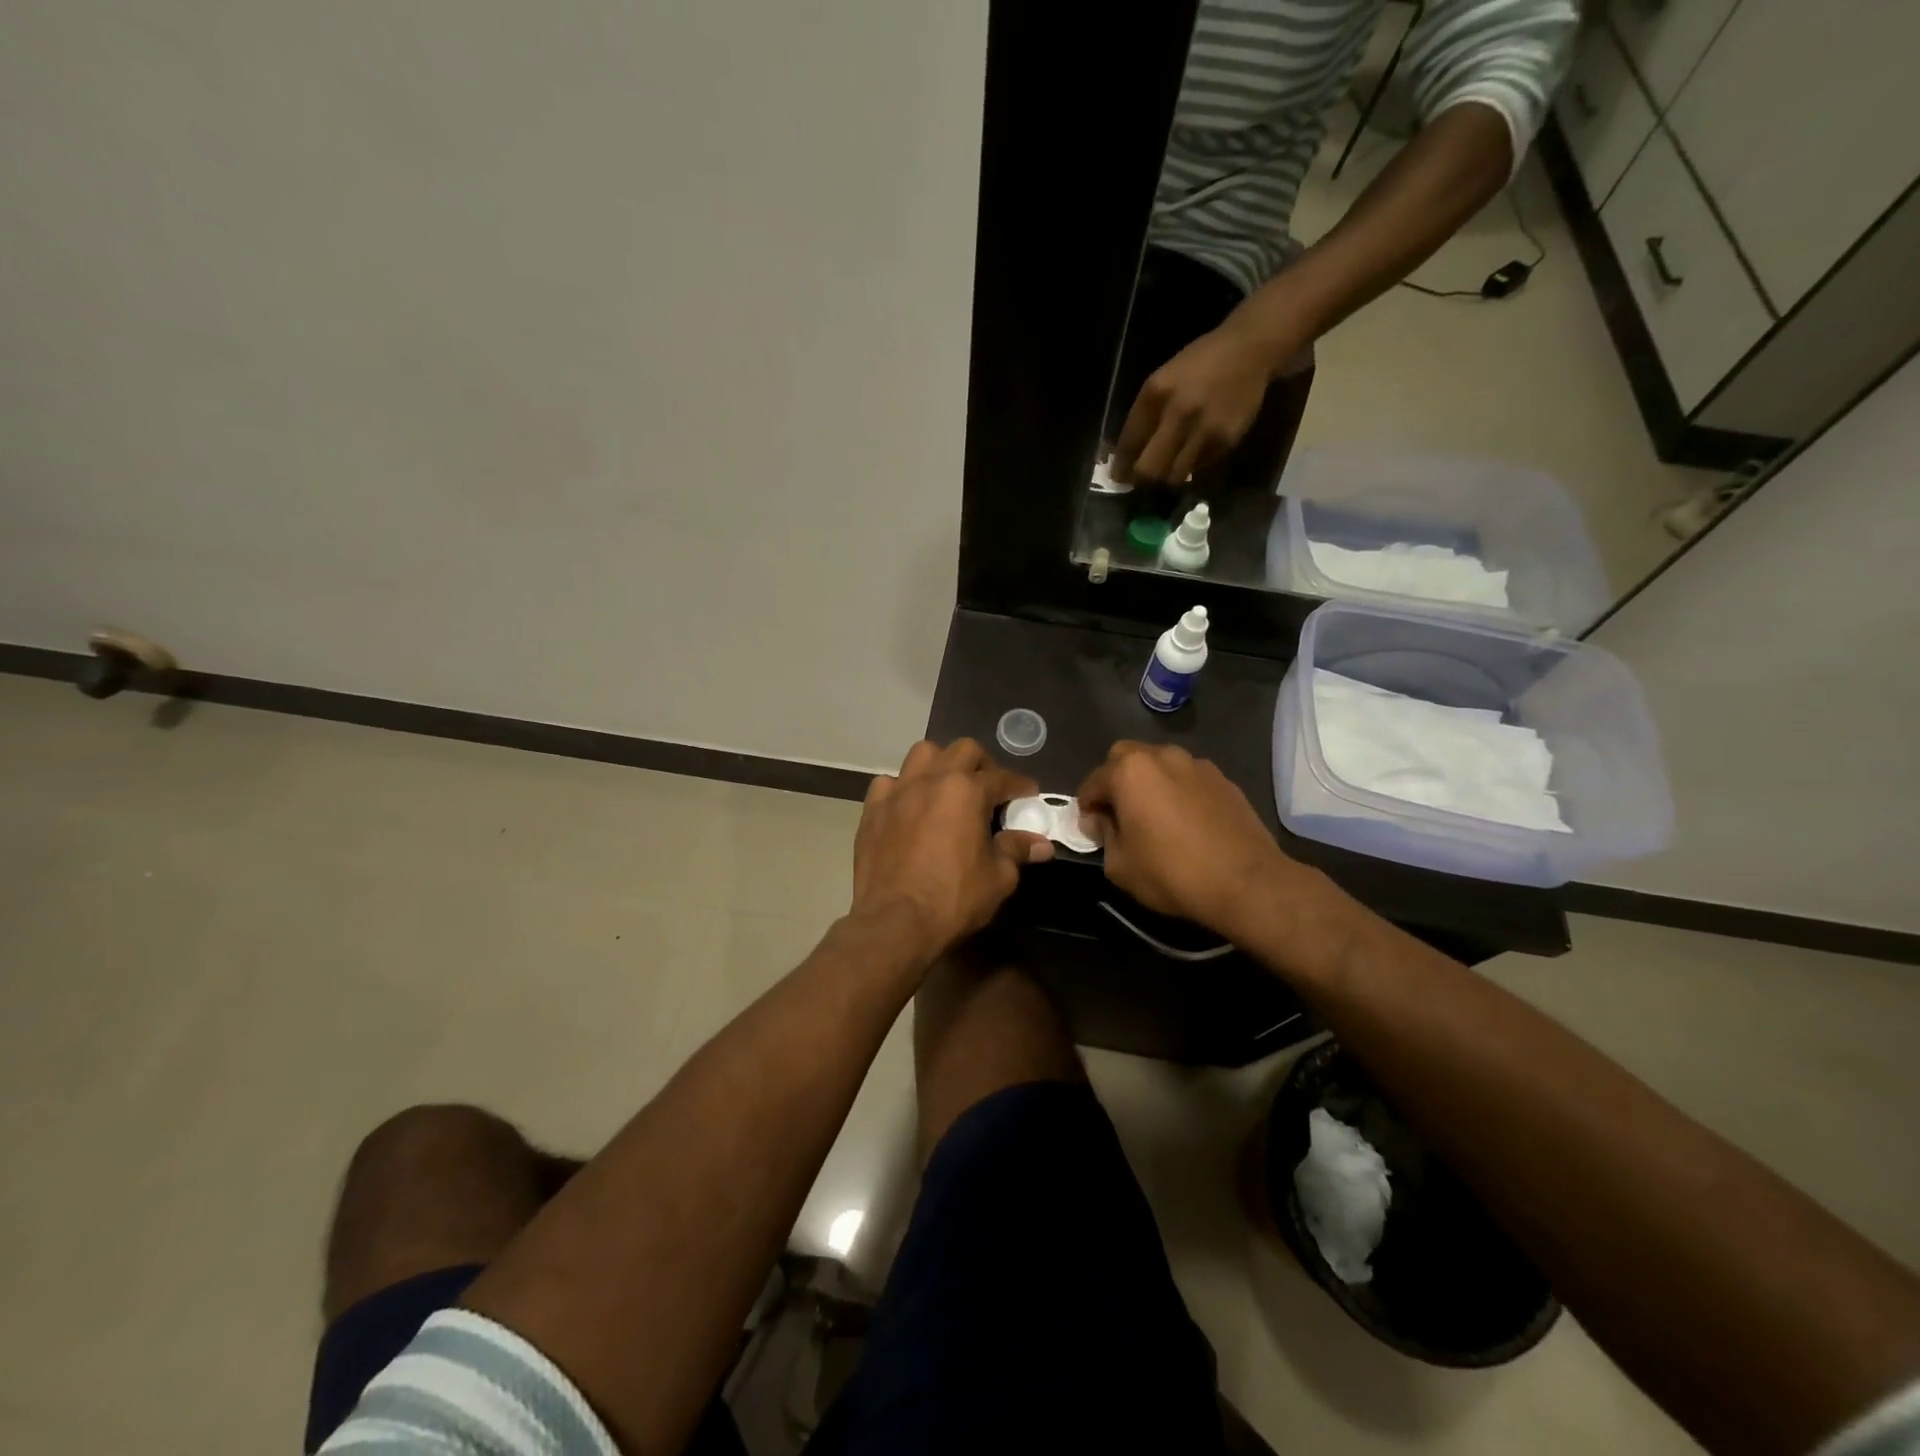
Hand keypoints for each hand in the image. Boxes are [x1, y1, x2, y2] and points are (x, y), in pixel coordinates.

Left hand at [852, 739, 1052, 959]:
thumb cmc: (954, 898)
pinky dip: (902, 788)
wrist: (895, 922)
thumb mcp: (998, 877)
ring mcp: (898, 791)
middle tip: (989, 789)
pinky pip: (889, 783)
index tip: (1028, 795)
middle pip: (962, 750)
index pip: (1001, 777)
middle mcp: (932, 780)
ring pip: (922, 754)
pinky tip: (909, 807)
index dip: (1019, 786)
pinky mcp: (872, 809)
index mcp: (967, 791)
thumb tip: (1041, 844)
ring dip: (940, 764)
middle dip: (982, 764)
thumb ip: (1017, 851)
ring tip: (947, 788)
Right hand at [1076, 742, 1297, 938]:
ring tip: (1155, 816)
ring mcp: (1196, 764)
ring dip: (1149, 782)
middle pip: (1125, 758)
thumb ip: (1103, 835)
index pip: (1093, 783)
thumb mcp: (1120, 865)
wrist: (1247, 883)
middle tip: (1120, 815)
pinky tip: (1186, 821)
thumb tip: (1101, 821)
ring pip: (1159, 764)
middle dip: (1115, 781)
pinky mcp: (1223, 779)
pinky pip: (1187, 778)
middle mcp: (1161, 756)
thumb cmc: (1172, 873)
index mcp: (1130, 772)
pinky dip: (1178, 791)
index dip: (1086, 808)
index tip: (1091, 830)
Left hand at [1109, 323, 1276, 485]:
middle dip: (1142, 480)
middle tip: (1142, 482)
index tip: (1120, 478)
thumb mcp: (1163, 381)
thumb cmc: (1199, 364)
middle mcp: (1177, 413)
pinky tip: (1195, 451)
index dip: (1121, 467)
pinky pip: (1199, 467)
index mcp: (1154, 394)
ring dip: (1168, 478)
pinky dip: (1193, 466)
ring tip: (1168, 471)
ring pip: (1174, 476)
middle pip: (1149, 469)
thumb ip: (1145, 416)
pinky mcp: (1224, 440)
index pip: (1129, 444)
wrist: (1249, 350)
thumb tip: (1128, 456)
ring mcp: (1203, 429)